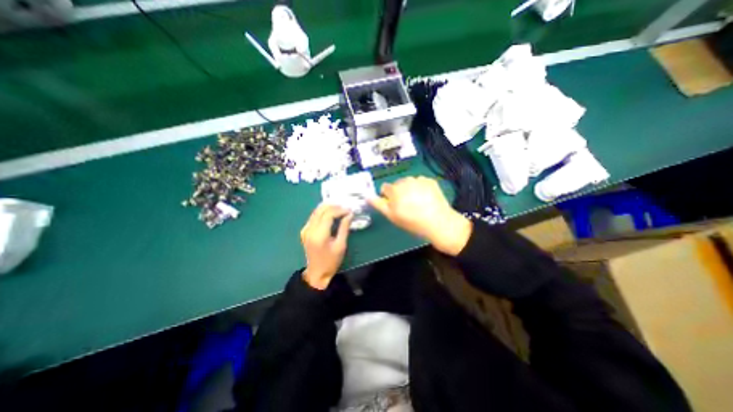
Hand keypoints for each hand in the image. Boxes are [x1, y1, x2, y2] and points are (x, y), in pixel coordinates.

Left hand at [300, 203, 353, 289]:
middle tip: (345, 207)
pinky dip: (323, 212)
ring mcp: (305, 230)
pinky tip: (331, 213)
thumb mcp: (341, 245)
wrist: (317, 273)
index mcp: (319, 235)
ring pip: (316, 211)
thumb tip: (349, 214)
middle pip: (320, 210)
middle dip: (334, 206)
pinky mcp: (305, 230)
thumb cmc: (331, 261)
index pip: (328, 215)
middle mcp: (309, 230)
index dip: (339, 210)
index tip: (349, 210)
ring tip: (340, 208)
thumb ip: (344, 228)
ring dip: (328, 207)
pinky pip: (314, 216)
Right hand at [369, 176, 471, 255]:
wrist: (438, 222)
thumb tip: (367, 196)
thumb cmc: (412, 222)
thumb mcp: (392, 216)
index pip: (385, 188)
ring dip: (409, 188)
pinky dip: (421, 187)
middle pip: (397, 184)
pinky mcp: (430, 180)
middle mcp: (405, 181)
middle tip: (407, 205)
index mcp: (394, 190)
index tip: (394, 205)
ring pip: (409, 182)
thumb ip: (379, 204)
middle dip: (399, 192)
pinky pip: (420, 181)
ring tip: (417, 201)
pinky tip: (426, 198)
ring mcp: (419, 179)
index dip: (388, 197)